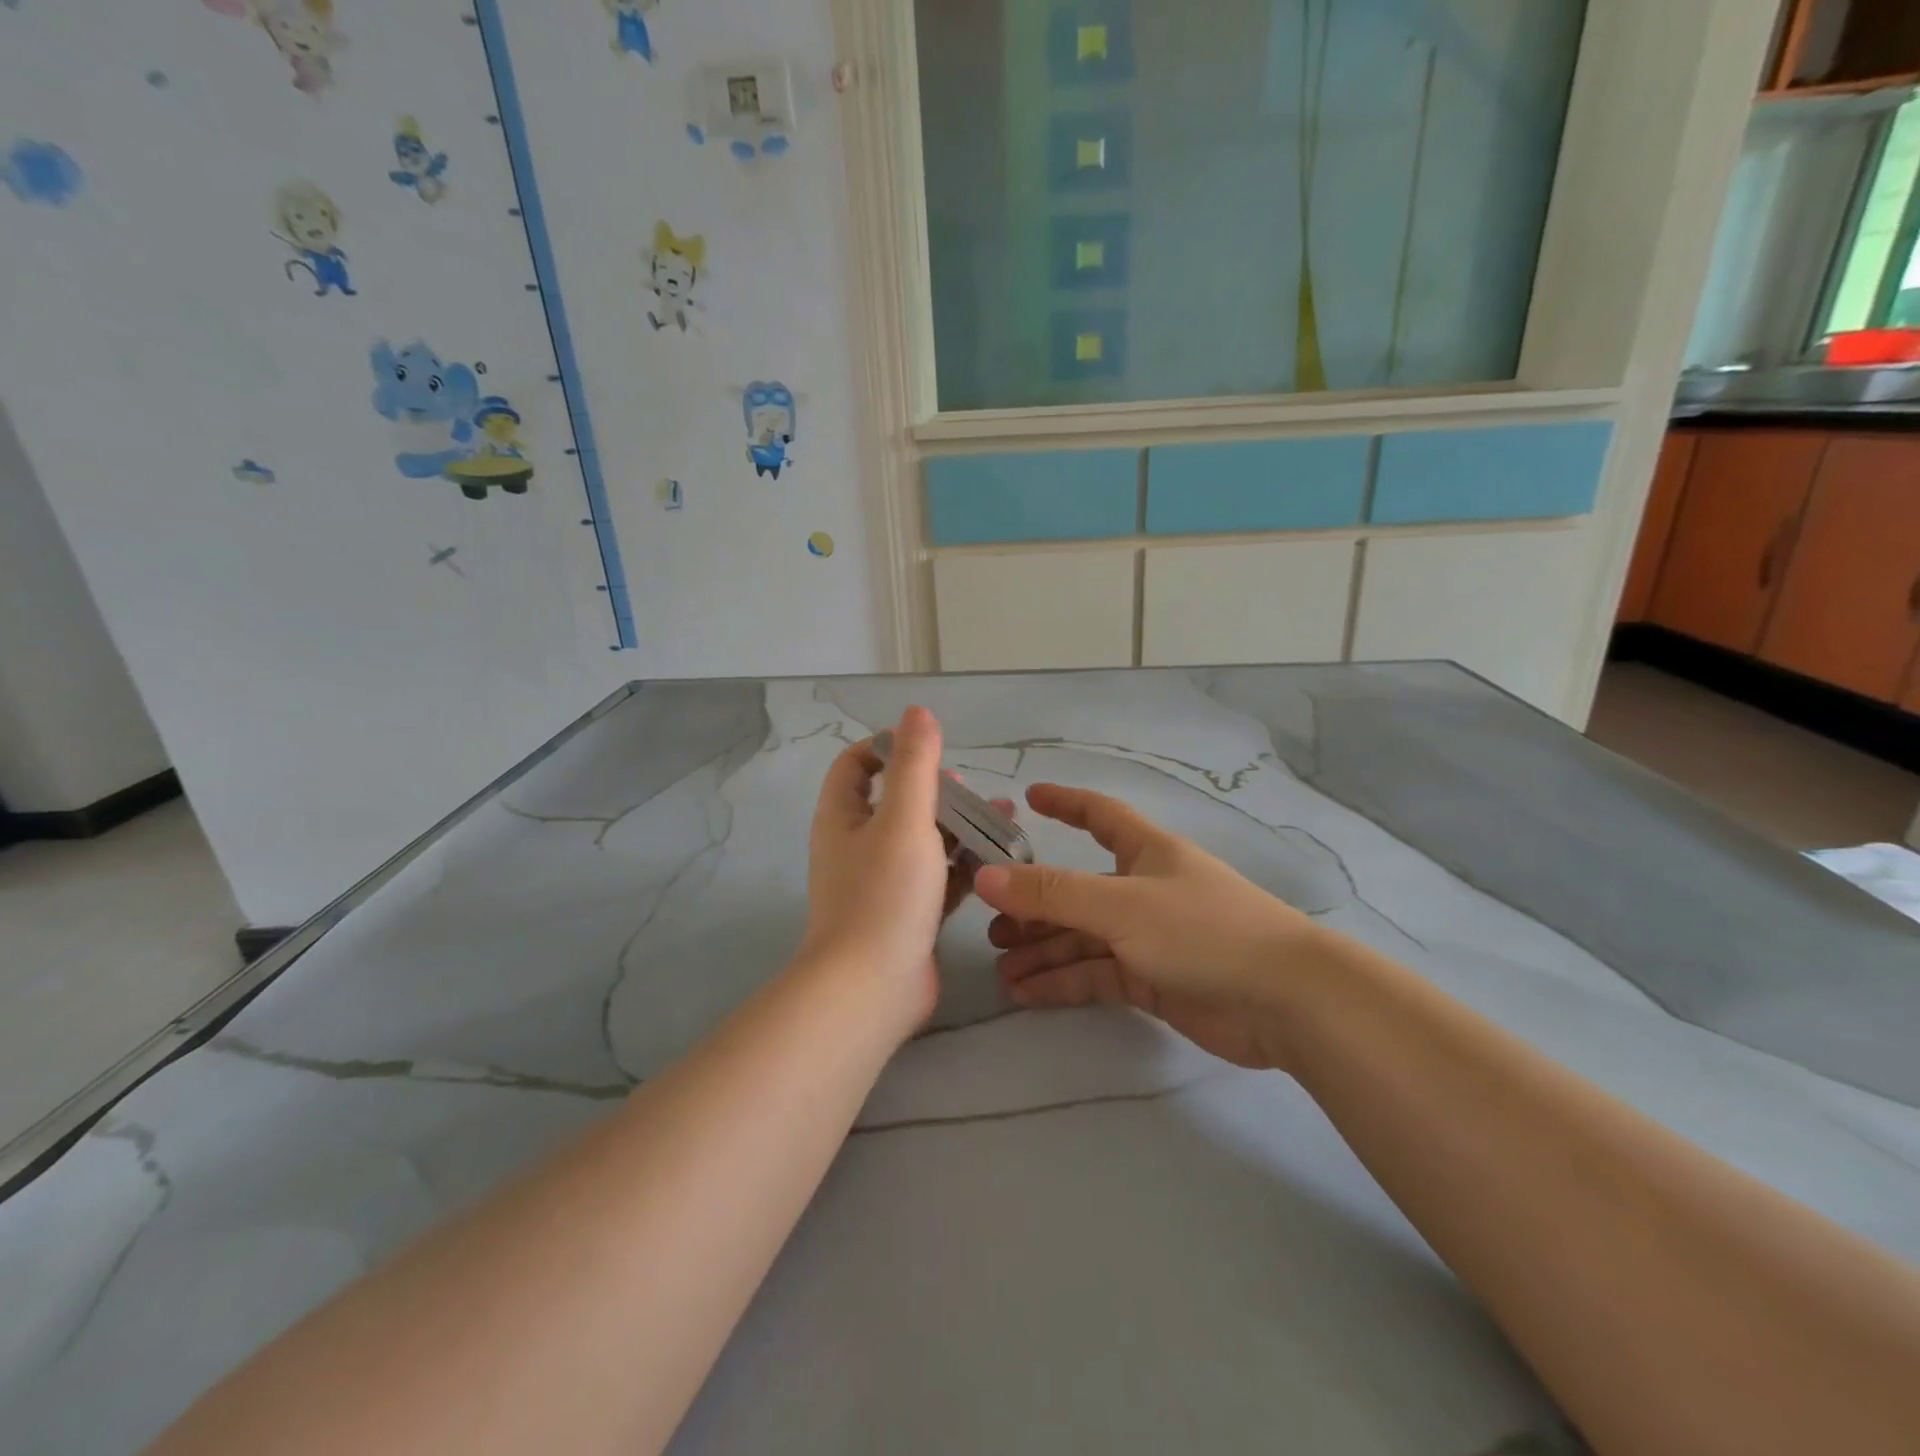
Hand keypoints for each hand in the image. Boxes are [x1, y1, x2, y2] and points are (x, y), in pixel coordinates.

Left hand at [800, 707, 1003, 1036]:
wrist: (871, 989)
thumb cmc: (884, 894)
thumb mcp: (903, 818)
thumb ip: (914, 763)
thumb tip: (918, 711)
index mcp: (844, 817)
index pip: (856, 765)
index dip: (887, 747)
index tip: (928, 745)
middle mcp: (858, 846)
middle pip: (896, 802)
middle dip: (937, 790)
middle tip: (971, 790)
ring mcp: (883, 883)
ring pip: (923, 841)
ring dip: (958, 827)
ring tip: (1003, 818)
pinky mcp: (908, 915)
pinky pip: (938, 879)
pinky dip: (964, 866)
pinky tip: (999, 860)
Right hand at [974, 784, 1324, 1069]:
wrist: (1284, 1001)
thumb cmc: (1201, 930)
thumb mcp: (1119, 905)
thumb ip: (1051, 893)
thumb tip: (985, 876)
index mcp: (1145, 852)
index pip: (1099, 815)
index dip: (1066, 803)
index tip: (1029, 799)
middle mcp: (1145, 889)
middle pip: (1078, 890)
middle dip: (1036, 905)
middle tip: (993, 927)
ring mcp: (1150, 938)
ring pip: (1084, 938)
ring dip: (1044, 952)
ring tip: (1002, 971)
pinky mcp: (1155, 981)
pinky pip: (1098, 975)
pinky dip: (1064, 983)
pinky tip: (1027, 994)